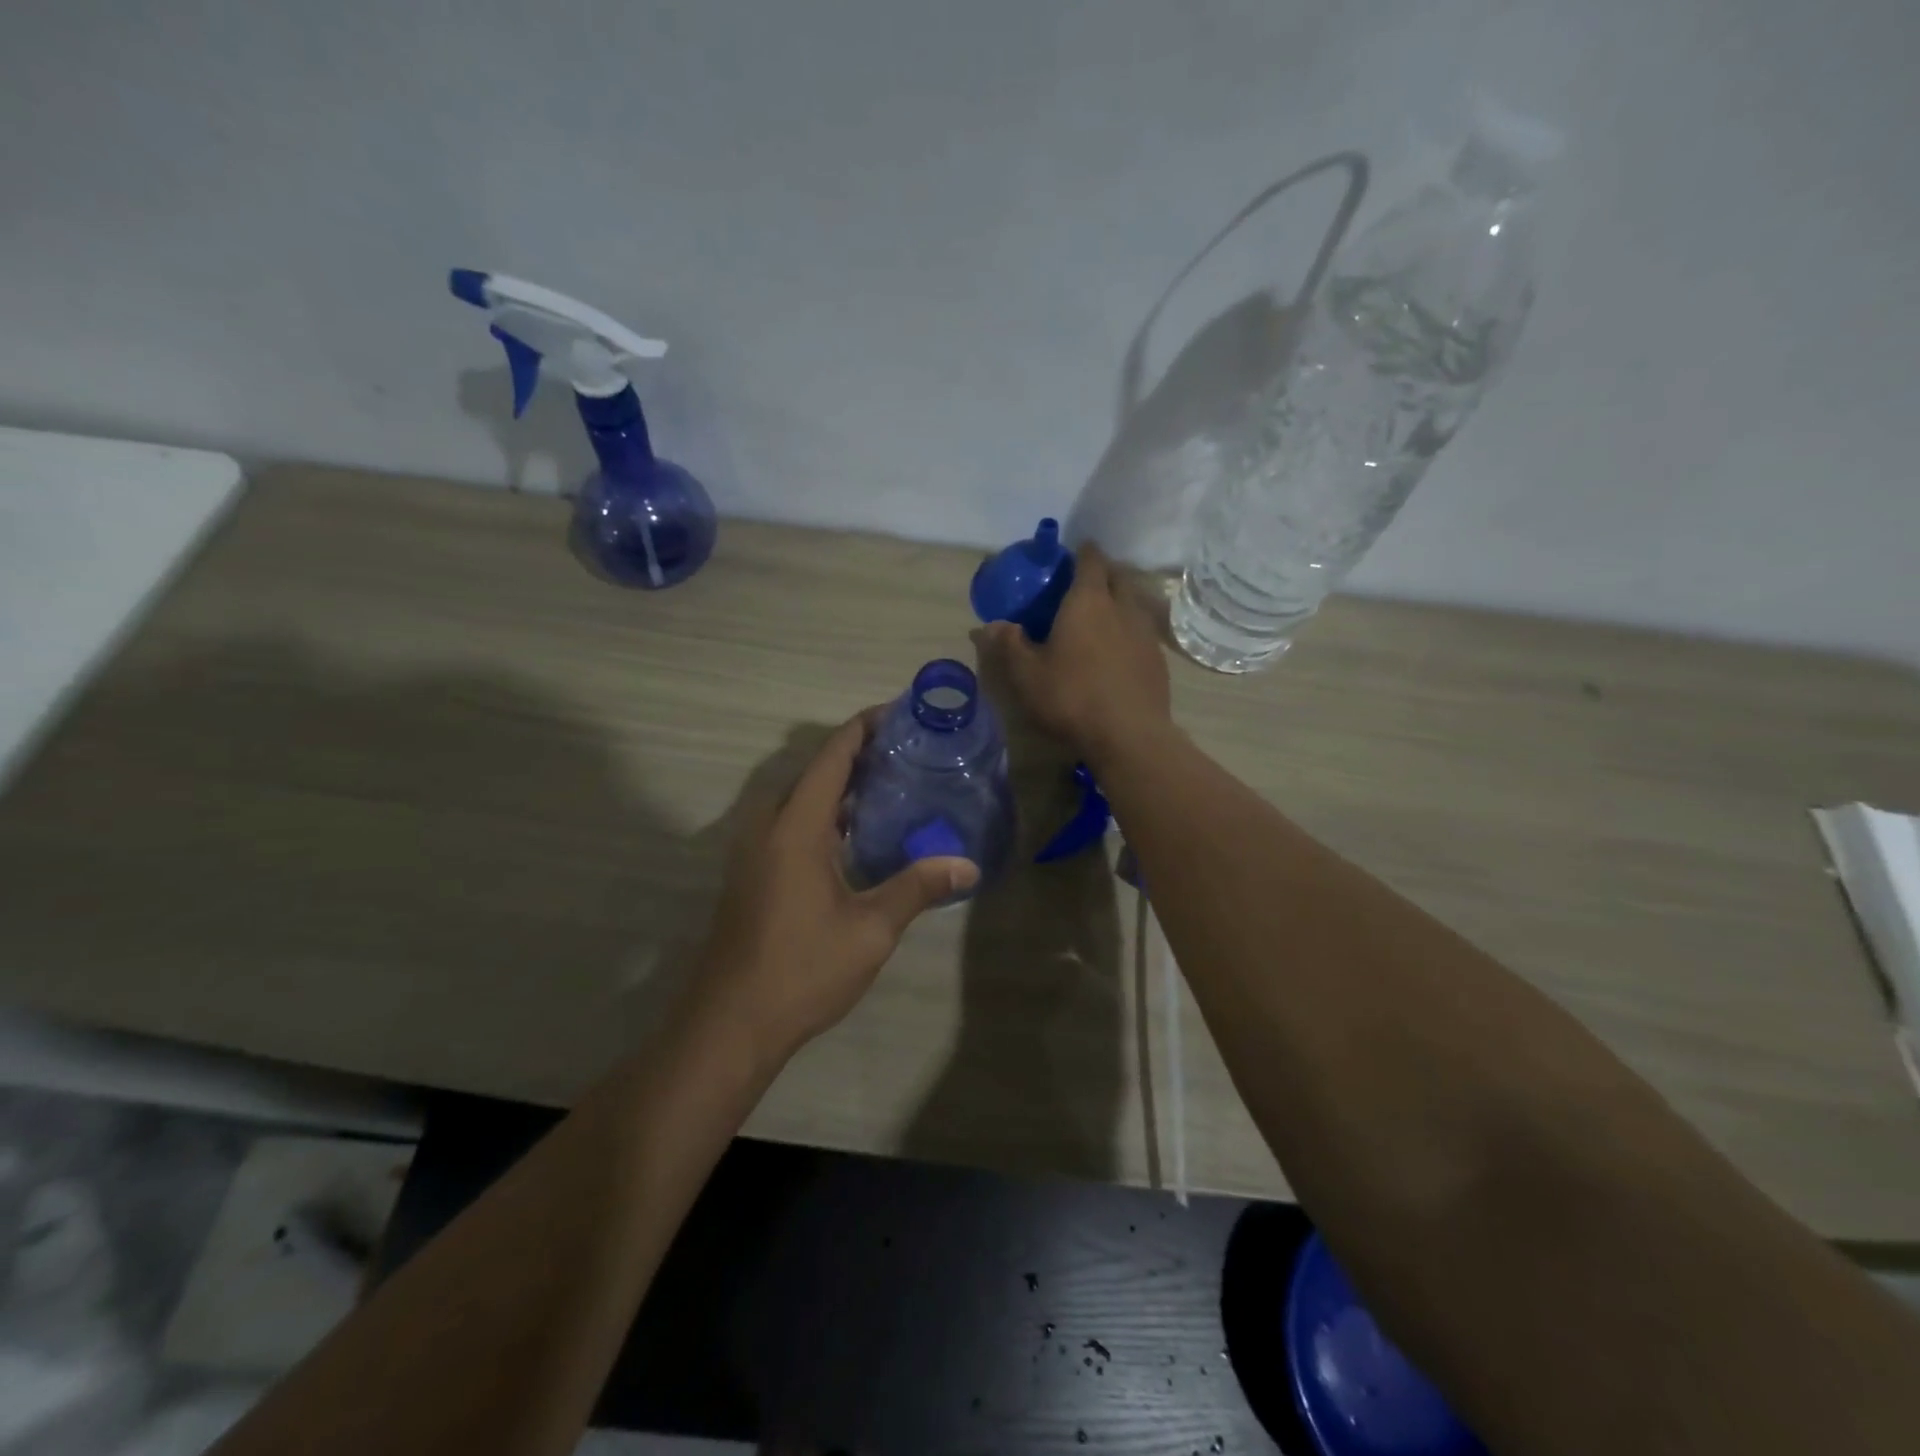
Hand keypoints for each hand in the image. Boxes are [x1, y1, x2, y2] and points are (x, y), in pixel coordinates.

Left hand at [690, 711, 978, 1065]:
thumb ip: (918, 888)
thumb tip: (968, 865)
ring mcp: (755, 850)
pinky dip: (826, 813)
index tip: (900, 712)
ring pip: (802, 798)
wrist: (730, 1024)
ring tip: (891, 785)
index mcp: (796, 826)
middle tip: (909, 753)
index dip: (864, 727)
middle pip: (816, 771)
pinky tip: (858, 835)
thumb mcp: (870, 929)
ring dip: (841, 786)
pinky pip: (792, 823)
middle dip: (859, 754)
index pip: (833, 756)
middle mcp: (769, 826)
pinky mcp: (753, 873)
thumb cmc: (801, 969)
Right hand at [974, 543, 1172, 769]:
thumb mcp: (1027, 674)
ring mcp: (1145, 632)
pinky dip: (1129, 631)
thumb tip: (989, 625)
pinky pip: (1142, 631)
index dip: (1082, 553)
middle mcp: (1122, 607)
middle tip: (1082, 586)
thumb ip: (1009, 645)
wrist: (1129, 735)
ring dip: (1118, 602)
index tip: (1072, 554)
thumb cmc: (1071, 697)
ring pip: (1133, 603)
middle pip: (1116, 576)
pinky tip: (1118, 651)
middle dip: (1102, 574)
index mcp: (1088, 601)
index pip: (1090, 560)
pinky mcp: (1158, 659)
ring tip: (1101, 617)